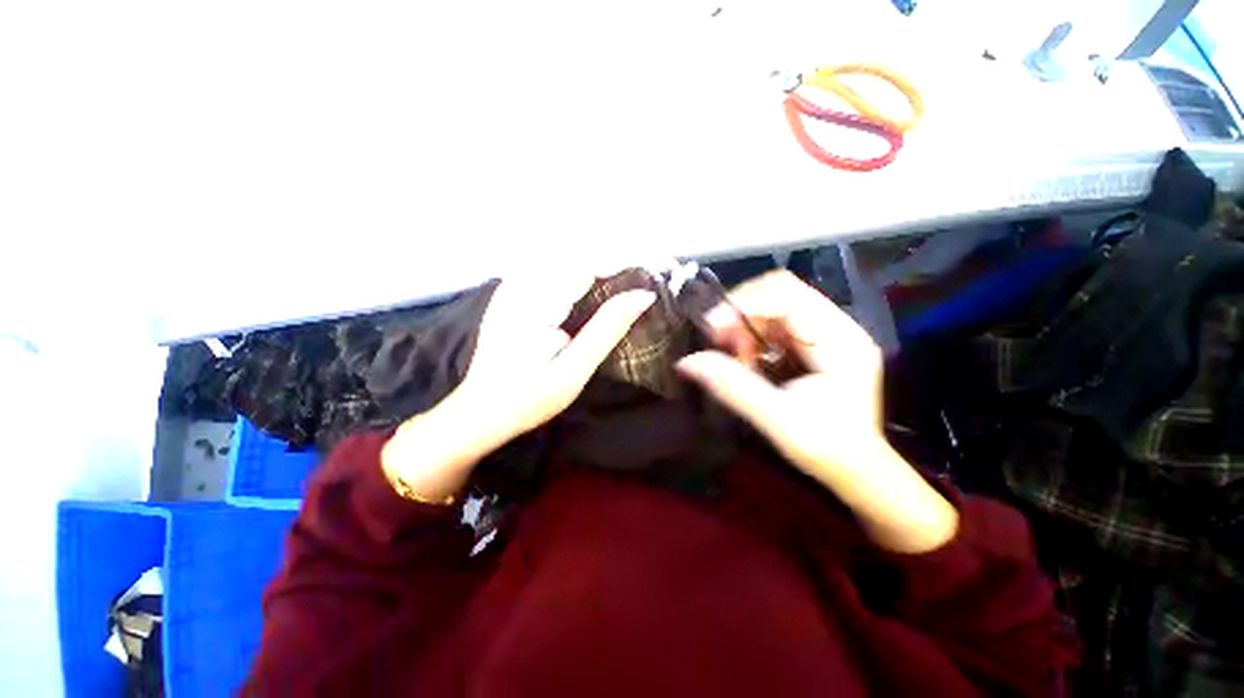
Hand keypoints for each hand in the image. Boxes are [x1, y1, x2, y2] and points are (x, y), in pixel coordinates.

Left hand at [382, 274, 654, 502]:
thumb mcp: (573, 370)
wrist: (480, 412)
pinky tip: (583, 299)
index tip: (642, 281)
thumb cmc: (529, 398)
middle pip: (573, 258)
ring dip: (590, 273)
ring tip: (613, 294)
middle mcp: (520, 284)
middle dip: (605, 269)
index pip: (585, 264)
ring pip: (561, 262)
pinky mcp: (509, 295)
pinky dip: (572, 280)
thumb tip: (643, 296)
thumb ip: (607, 329)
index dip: (617, 267)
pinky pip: (547, 273)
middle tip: (631, 293)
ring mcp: (511, 287)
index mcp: (535, 301)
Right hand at [677, 271, 956, 552]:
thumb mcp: (777, 421)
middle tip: (720, 343)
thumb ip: (732, 387)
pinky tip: (748, 358)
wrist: (857, 469)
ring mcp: (828, 331)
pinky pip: (776, 321)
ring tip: (735, 355)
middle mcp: (838, 326)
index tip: (713, 331)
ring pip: (775, 303)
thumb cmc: (826, 451)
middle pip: (780, 292)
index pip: (787, 294)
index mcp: (840, 341)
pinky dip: (753, 334)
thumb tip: (686, 362)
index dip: (744, 304)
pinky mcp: (817, 341)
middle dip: (741, 313)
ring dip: (745, 324)